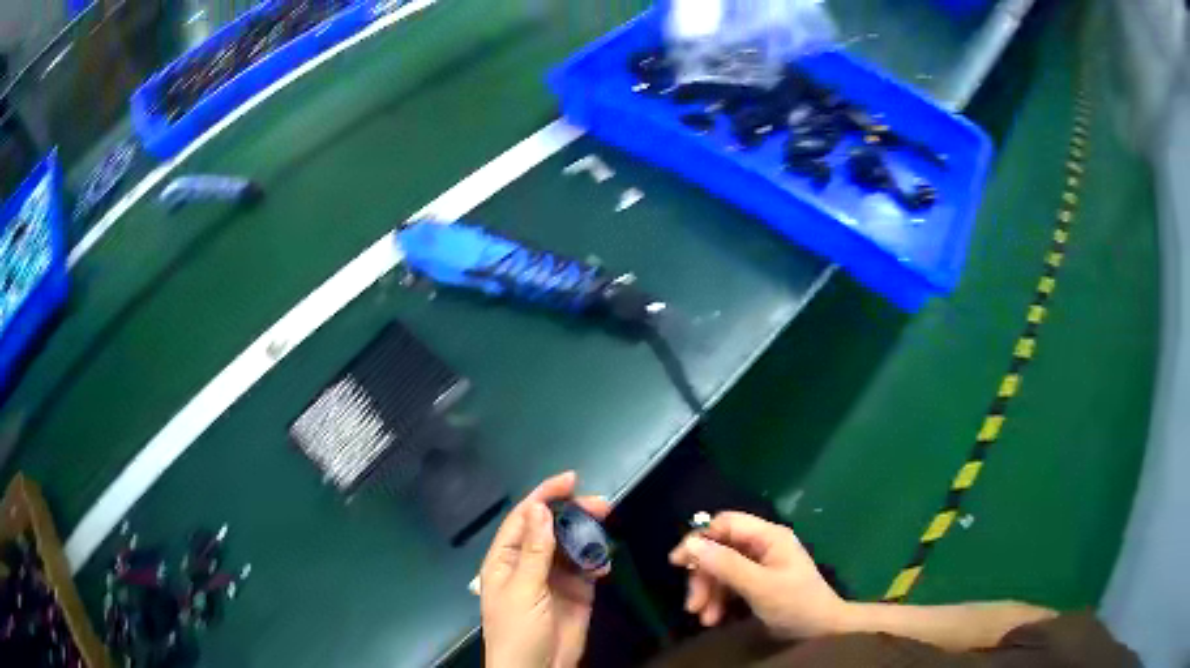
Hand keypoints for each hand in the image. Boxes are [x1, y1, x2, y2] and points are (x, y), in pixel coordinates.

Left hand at [480, 472, 610, 667]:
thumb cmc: (518, 631)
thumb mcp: (524, 591)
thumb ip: (535, 552)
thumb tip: (540, 509)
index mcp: (506, 560)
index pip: (524, 519)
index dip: (544, 496)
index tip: (571, 480)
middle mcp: (529, 563)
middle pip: (551, 528)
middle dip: (573, 513)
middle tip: (602, 505)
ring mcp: (554, 578)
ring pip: (571, 545)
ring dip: (588, 535)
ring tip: (606, 528)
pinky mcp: (576, 592)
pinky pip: (587, 567)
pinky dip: (597, 561)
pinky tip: (603, 565)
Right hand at [669, 511, 846, 638]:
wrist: (821, 630)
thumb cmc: (795, 603)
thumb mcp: (759, 586)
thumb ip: (726, 564)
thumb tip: (691, 543)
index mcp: (768, 536)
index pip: (726, 524)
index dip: (699, 539)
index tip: (677, 562)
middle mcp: (762, 545)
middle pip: (720, 550)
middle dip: (703, 576)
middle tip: (692, 604)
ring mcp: (760, 564)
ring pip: (721, 569)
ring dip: (708, 593)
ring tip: (704, 618)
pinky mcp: (757, 582)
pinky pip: (729, 584)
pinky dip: (718, 600)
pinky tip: (713, 618)